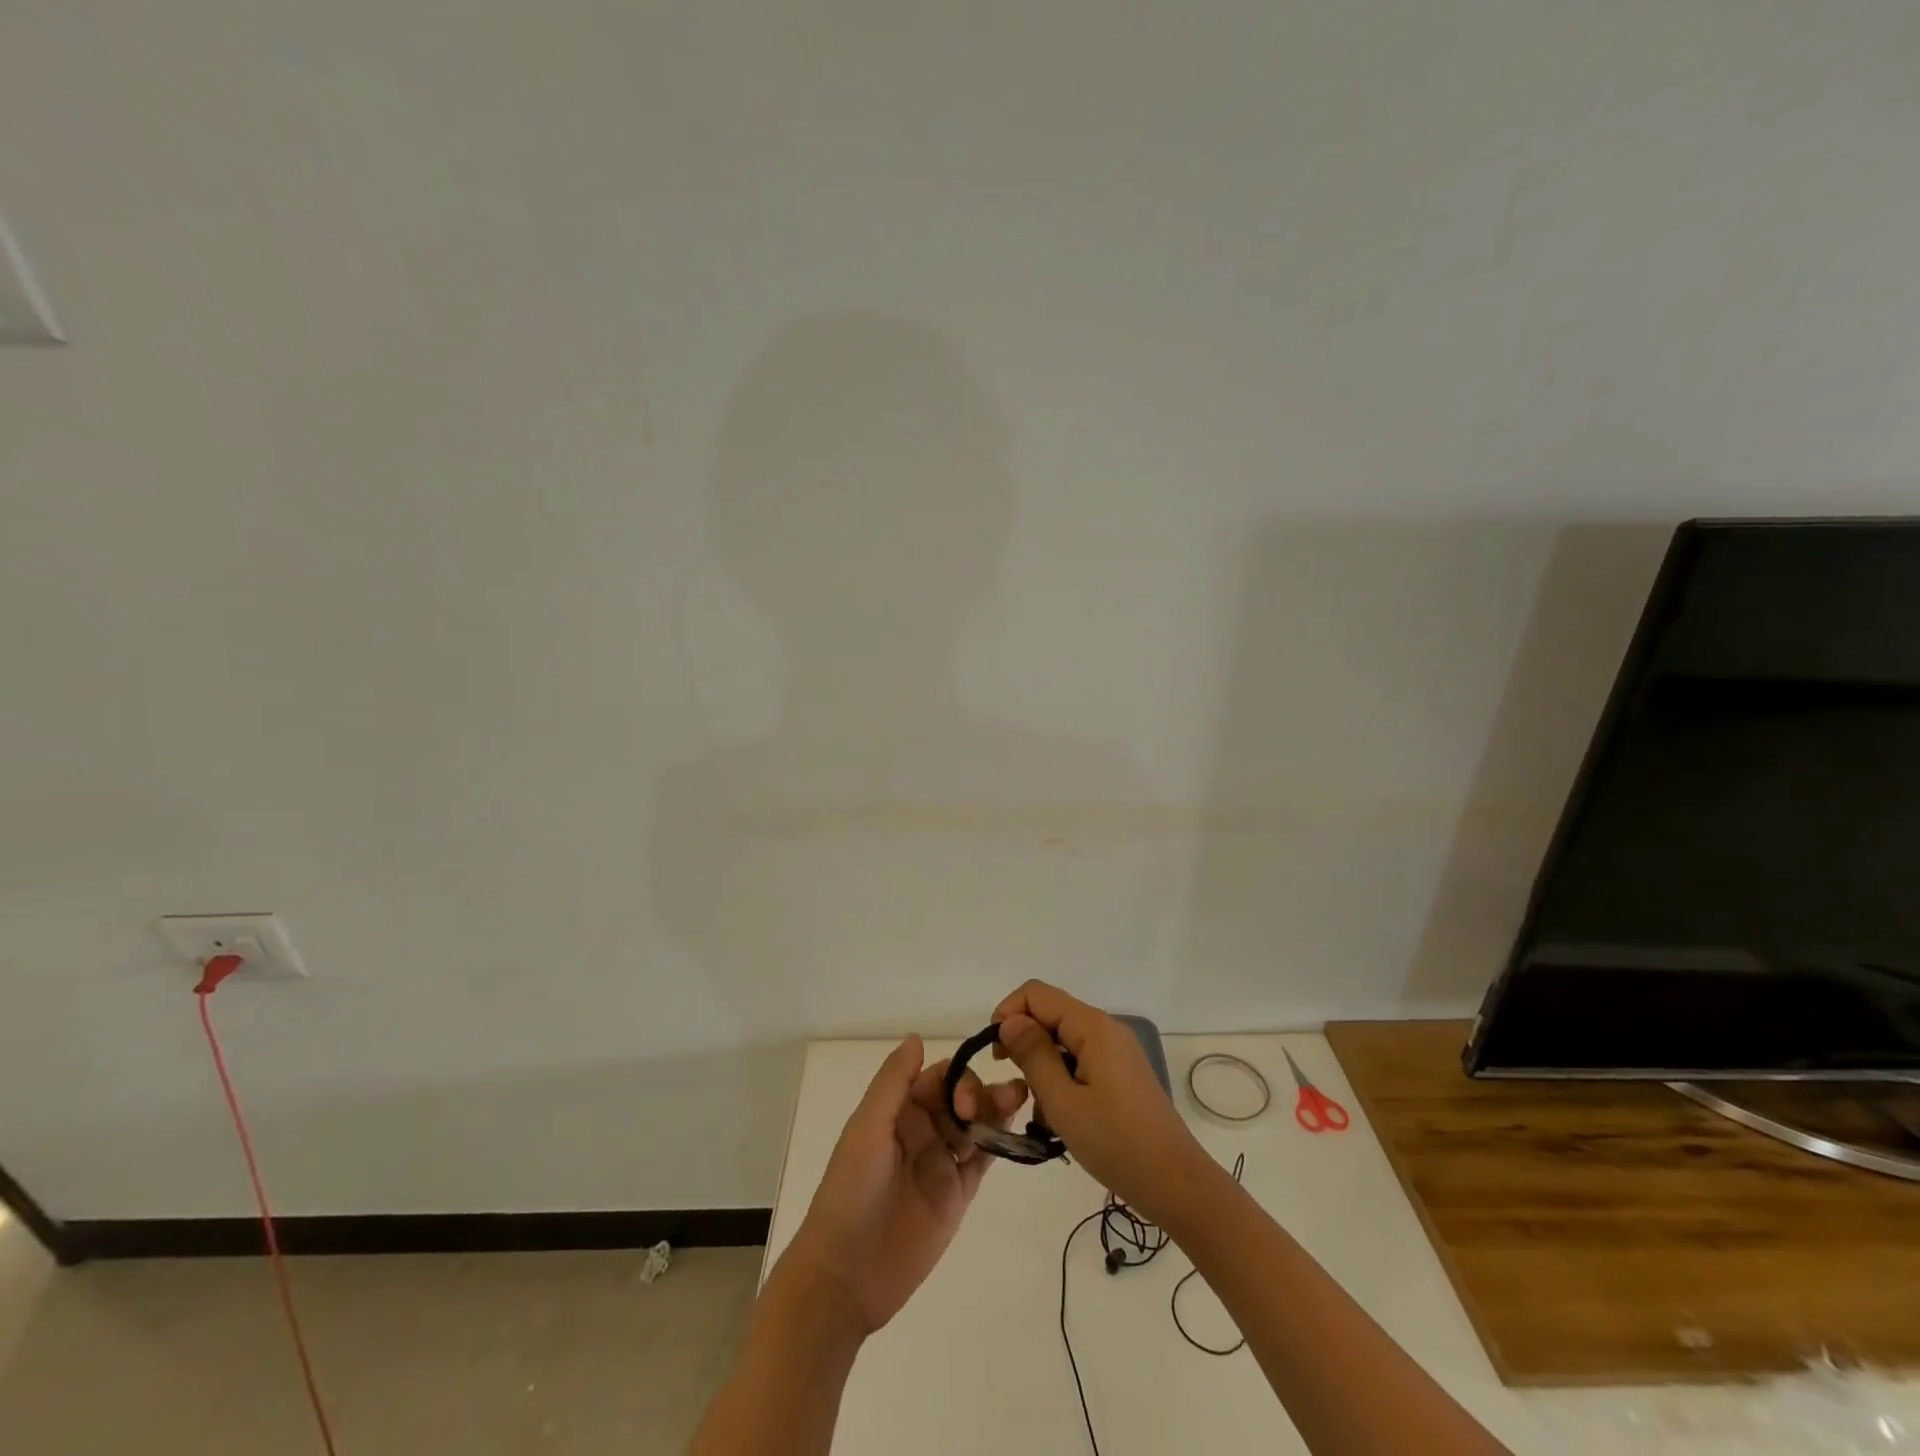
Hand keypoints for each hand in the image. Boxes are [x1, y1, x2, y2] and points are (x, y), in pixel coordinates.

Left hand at [778, 1035, 1026, 1337]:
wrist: (846, 1275)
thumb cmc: (851, 1191)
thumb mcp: (867, 1129)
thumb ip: (894, 1083)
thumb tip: (917, 1037)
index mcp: (899, 1111)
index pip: (939, 1077)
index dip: (958, 1078)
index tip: (967, 1099)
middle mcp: (923, 1130)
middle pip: (962, 1097)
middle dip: (982, 1093)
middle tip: (1000, 1103)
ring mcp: (941, 1163)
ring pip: (977, 1125)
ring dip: (997, 1110)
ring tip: (1019, 1102)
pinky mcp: (957, 1196)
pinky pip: (983, 1161)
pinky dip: (999, 1143)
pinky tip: (1015, 1132)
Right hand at [993, 980, 1206, 1224]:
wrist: (1177, 1184)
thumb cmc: (1116, 1143)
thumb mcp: (1063, 1102)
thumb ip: (1033, 1055)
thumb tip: (1009, 1021)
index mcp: (1092, 1026)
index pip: (1036, 994)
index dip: (1008, 1014)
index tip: (997, 1055)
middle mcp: (1105, 1028)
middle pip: (1050, 1014)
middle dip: (1024, 1042)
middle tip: (1017, 1087)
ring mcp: (1115, 1051)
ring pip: (1062, 1040)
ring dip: (1042, 1066)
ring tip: (1039, 1111)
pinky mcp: (1120, 1073)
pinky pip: (1079, 1060)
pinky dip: (1061, 1079)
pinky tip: (1060, 1117)